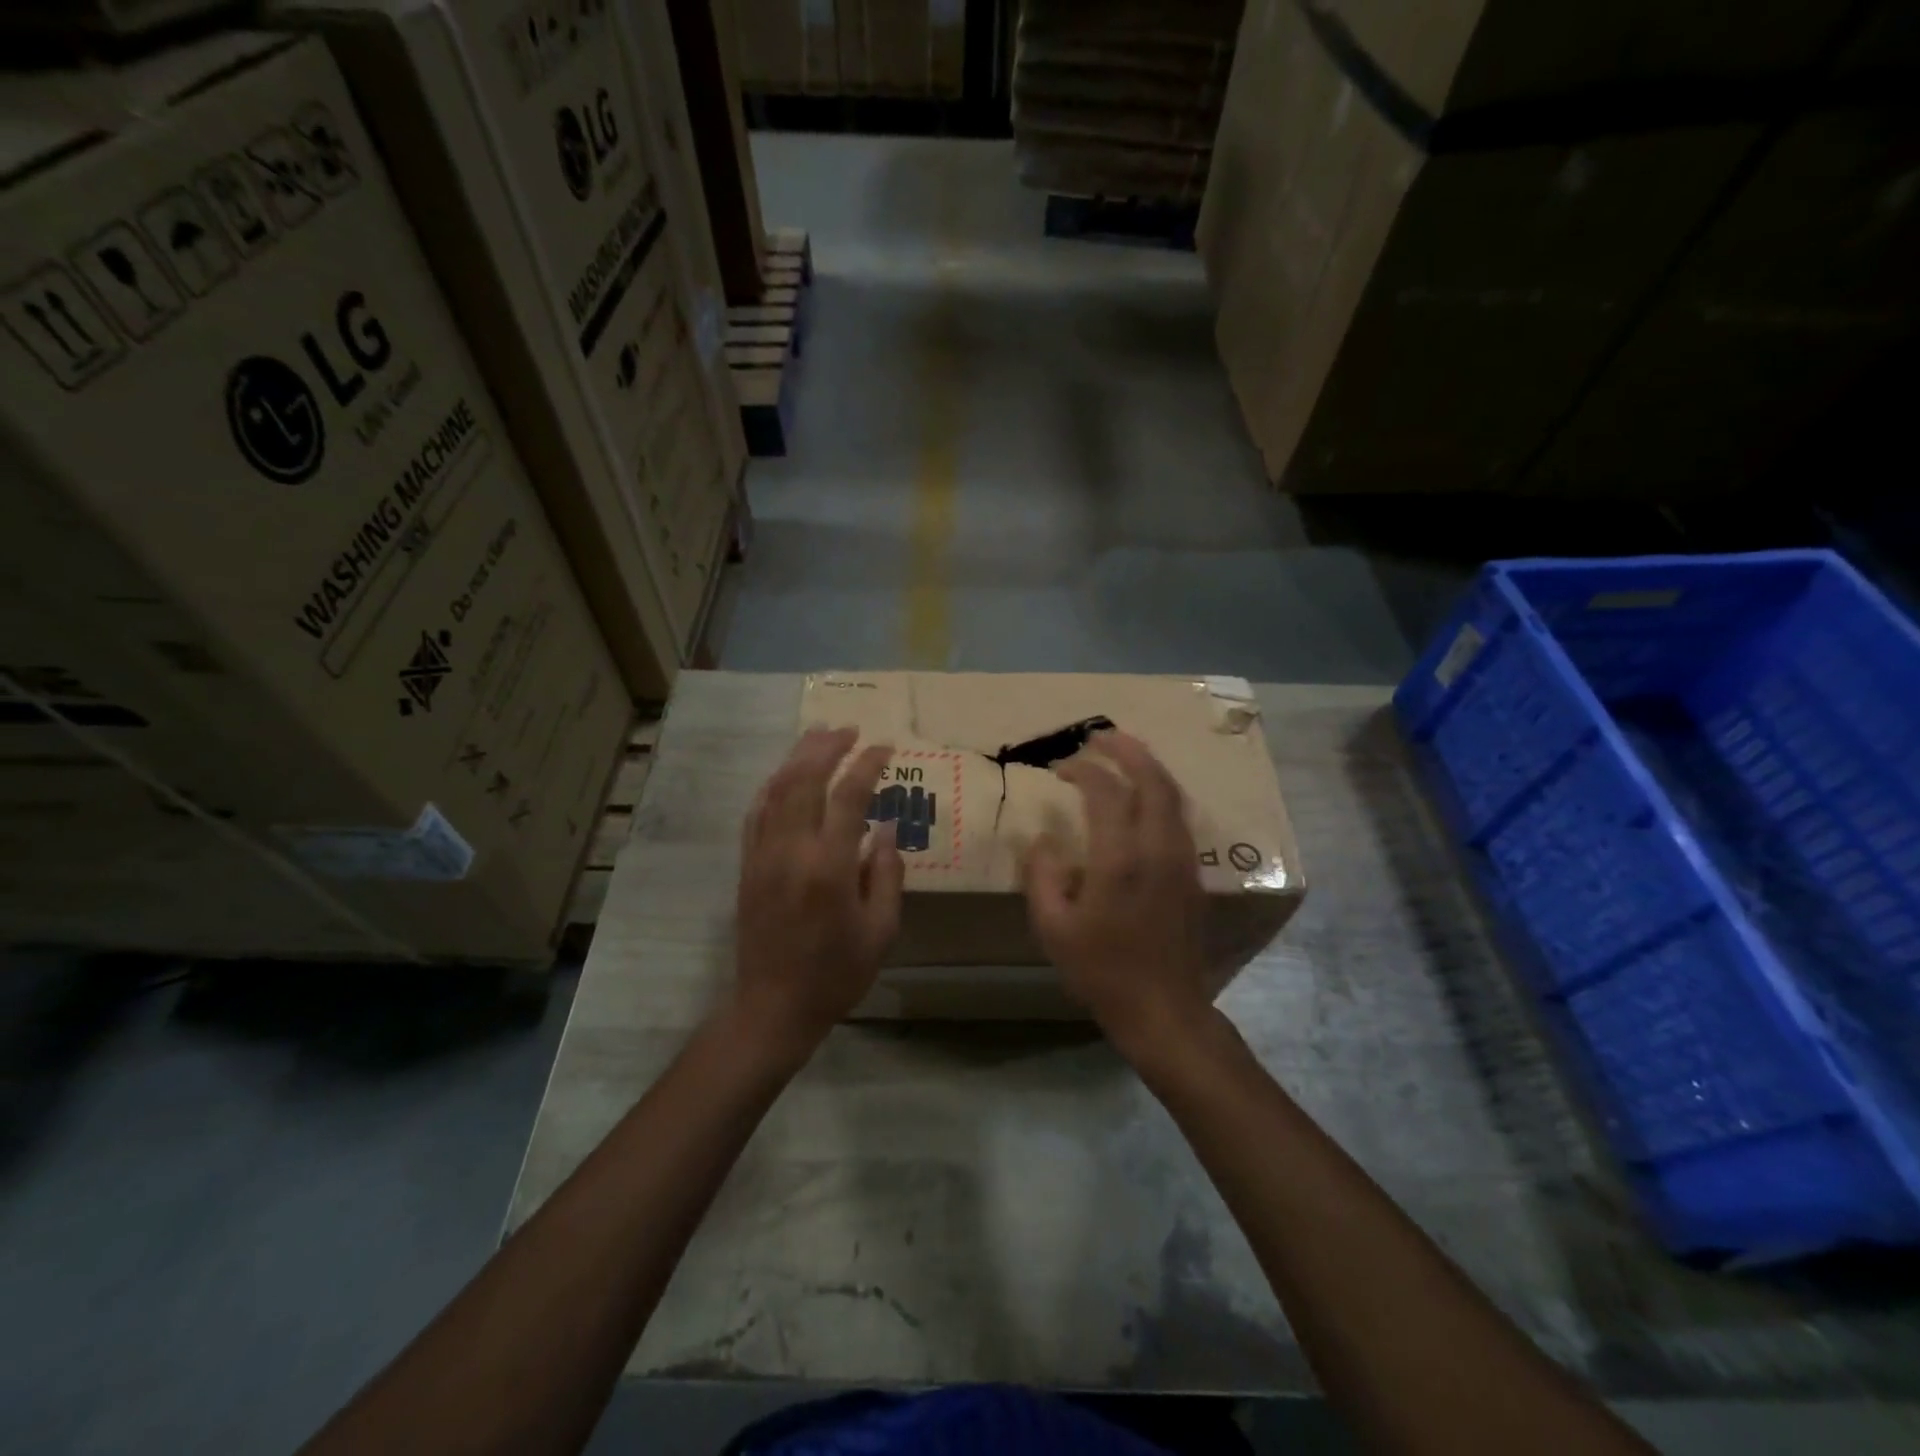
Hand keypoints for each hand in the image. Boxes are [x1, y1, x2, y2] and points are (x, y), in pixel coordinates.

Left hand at [732, 727, 903, 1057]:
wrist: (773, 1006)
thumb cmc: (836, 973)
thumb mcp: (881, 930)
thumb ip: (886, 873)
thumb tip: (884, 826)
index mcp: (829, 866)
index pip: (849, 796)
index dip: (868, 765)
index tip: (885, 748)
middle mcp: (791, 850)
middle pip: (805, 780)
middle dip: (828, 747)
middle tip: (850, 730)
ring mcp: (762, 855)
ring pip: (776, 789)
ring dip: (798, 757)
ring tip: (819, 736)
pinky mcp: (747, 865)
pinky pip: (756, 812)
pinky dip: (772, 786)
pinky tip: (785, 774)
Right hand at [1023, 731, 1211, 1056]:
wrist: (1164, 1010)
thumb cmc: (1102, 971)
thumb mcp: (1053, 928)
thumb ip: (1043, 875)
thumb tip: (1043, 839)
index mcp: (1120, 859)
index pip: (1105, 791)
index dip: (1082, 770)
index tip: (1060, 767)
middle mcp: (1158, 848)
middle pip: (1152, 779)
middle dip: (1126, 749)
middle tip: (1099, 737)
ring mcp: (1182, 859)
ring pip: (1172, 794)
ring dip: (1148, 766)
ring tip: (1123, 754)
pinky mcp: (1193, 873)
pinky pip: (1179, 816)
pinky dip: (1159, 792)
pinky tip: (1142, 797)